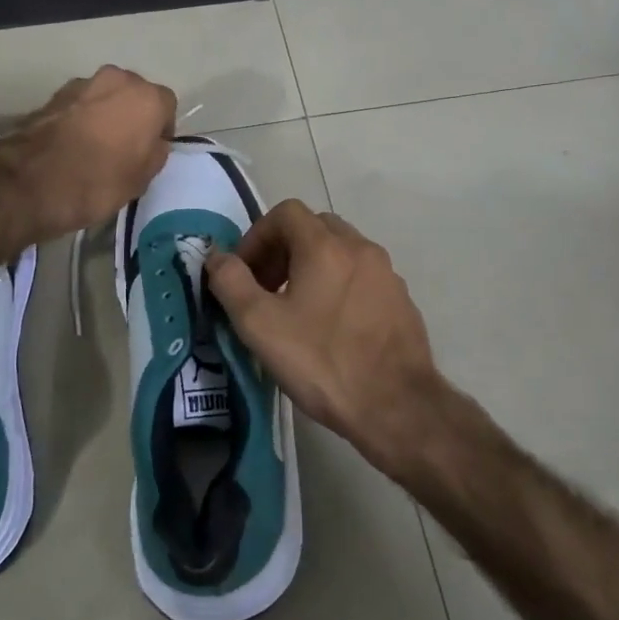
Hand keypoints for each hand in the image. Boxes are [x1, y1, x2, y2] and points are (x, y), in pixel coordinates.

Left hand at [3, 66, 176, 238]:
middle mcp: (118, 79)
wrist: (33, 181)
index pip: (167, 106)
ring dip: (105, 114)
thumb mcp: (142, 179)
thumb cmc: (99, 181)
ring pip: (105, 97)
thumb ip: (155, 153)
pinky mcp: (53, 95)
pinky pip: (79, 105)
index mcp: (147, 98)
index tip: (151, 151)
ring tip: (96, 147)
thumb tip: (152, 143)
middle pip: (135, 94)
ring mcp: (82, 83)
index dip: (161, 129)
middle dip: (133, 115)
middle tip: (125, 147)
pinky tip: (73, 145)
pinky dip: (80, 119)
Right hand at [206, 199, 447, 476]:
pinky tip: (331, 328)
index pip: (285, 213)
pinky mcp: (401, 300)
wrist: (396, 406)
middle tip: (266, 289)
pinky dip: (339, 286)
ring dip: (312, 267)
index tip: (245, 274)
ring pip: (341, 252)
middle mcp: (361, 248)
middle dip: (283, 250)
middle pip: (315, 227)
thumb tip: (217, 257)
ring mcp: (387, 274)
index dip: (257, 237)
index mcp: (326, 246)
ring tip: (296, 310)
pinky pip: (362, 277)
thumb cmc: (322, 362)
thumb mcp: (260, 325)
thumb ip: (231, 283)